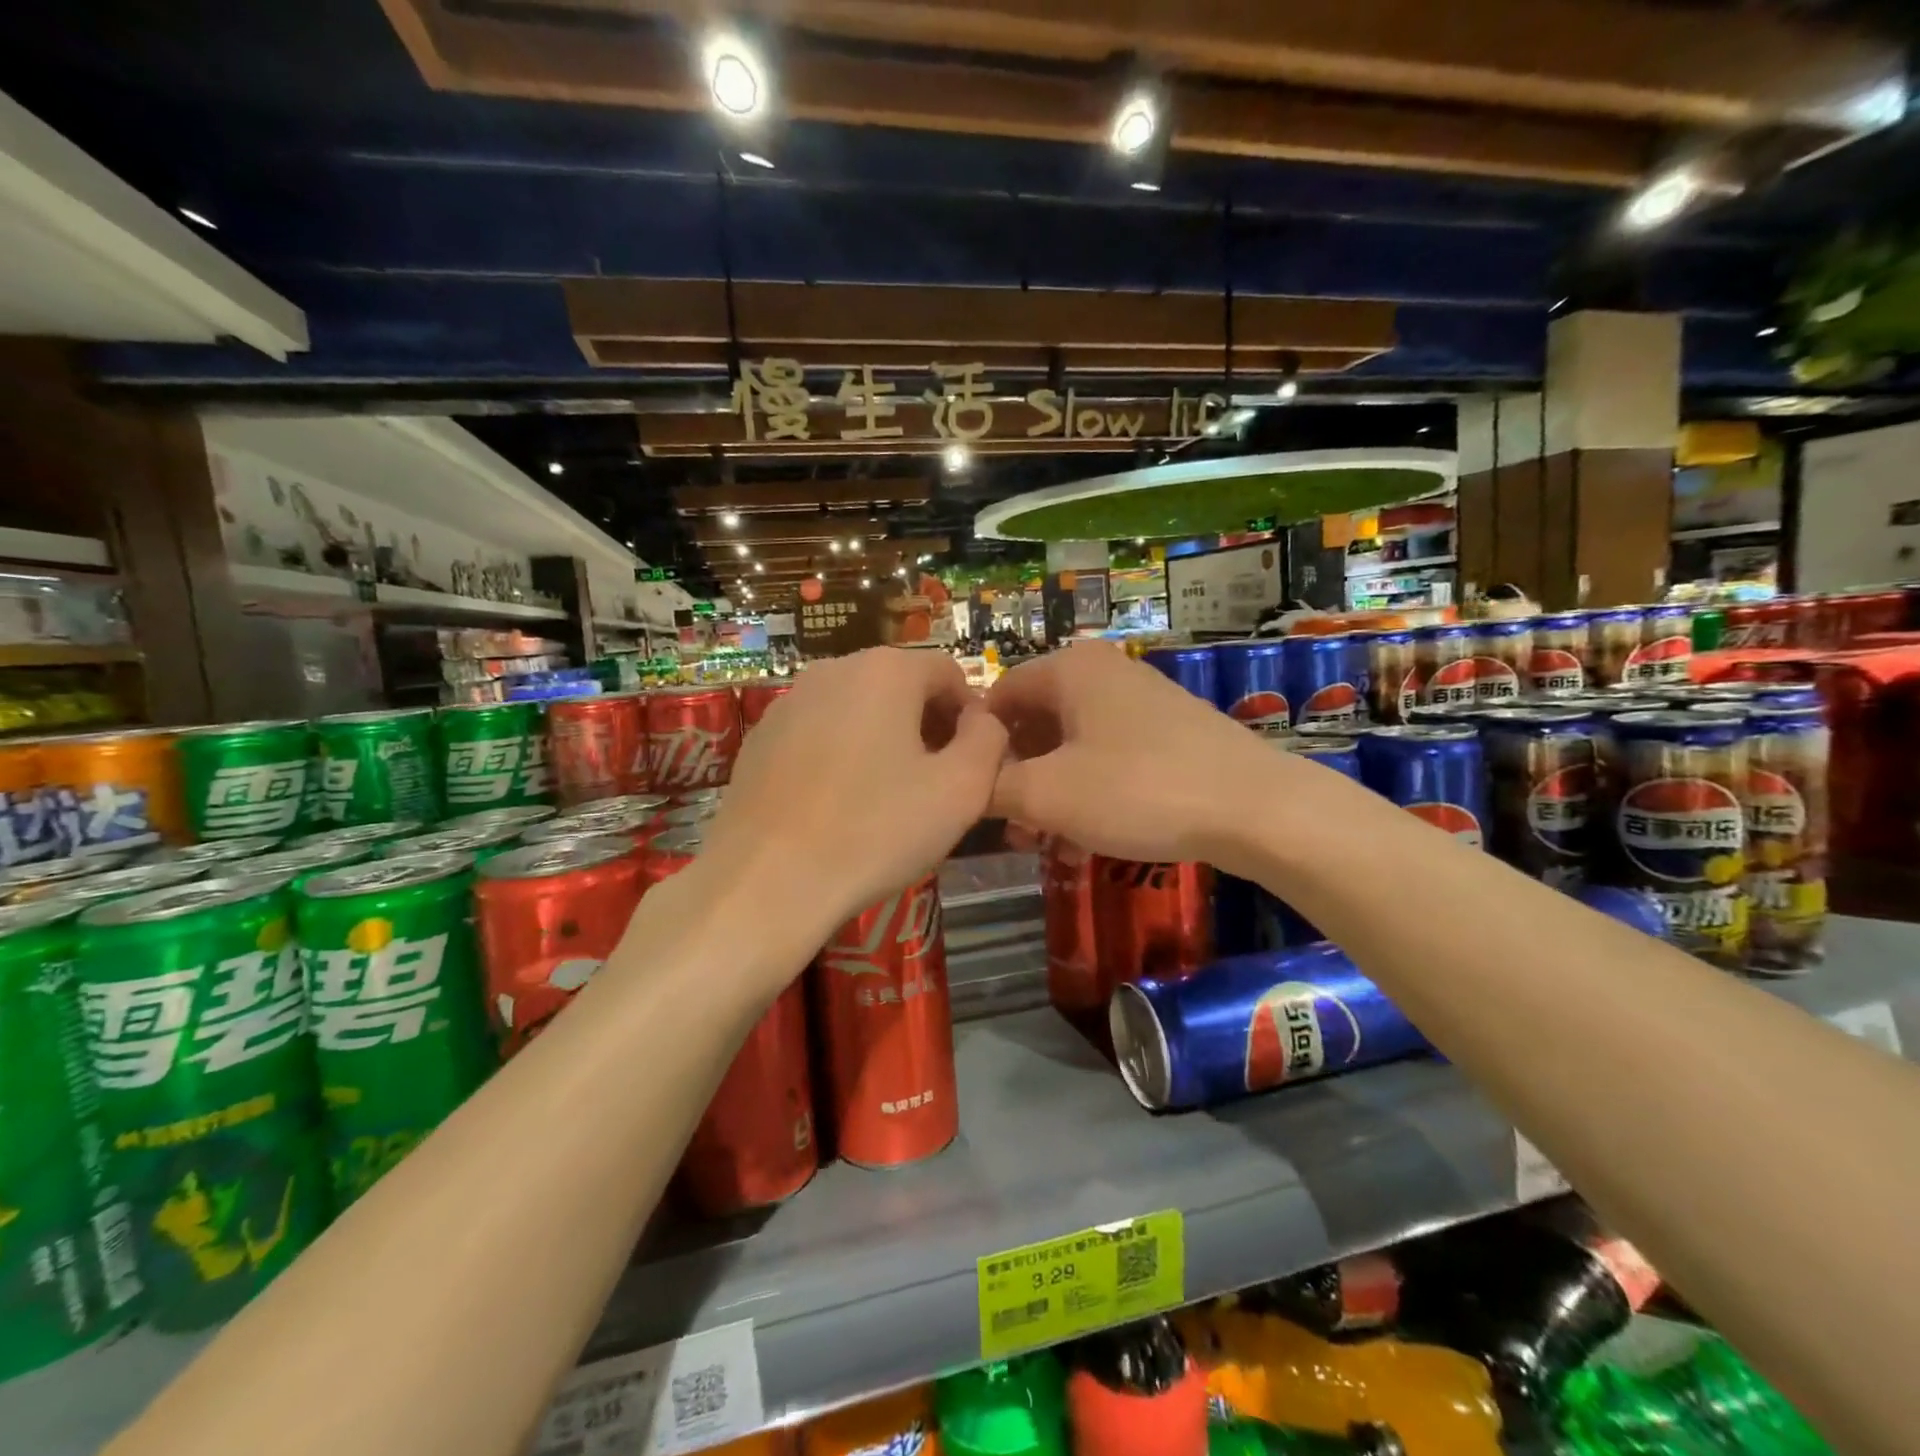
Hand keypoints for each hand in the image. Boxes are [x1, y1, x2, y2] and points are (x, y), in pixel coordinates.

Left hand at [698, 648, 1006, 942]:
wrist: (767, 880)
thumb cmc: (875, 831)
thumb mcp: (962, 790)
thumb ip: (989, 740)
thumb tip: (981, 719)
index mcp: (886, 670)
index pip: (949, 673)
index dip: (970, 715)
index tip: (972, 762)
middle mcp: (834, 669)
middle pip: (901, 686)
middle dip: (926, 725)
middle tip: (935, 783)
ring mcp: (789, 702)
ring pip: (857, 709)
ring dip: (884, 740)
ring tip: (886, 797)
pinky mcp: (760, 737)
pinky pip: (819, 733)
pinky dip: (840, 755)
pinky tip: (837, 805)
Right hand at [986, 641, 1288, 864]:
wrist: (1254, 807)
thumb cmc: (1137, 789)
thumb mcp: (1047, 794)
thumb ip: (992, 787)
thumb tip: (964, 786)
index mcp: (1069, 669)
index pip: (998, 695)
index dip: (977, 744)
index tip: (968, 791)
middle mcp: (1102, 672)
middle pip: (1035, 719)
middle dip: (1015, 774)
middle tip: (1005, 824)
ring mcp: (1140, 700)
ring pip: (1071, 742)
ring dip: (1048, 789)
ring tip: (1040, 839)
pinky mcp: (1167, 731)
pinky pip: (1107, 754)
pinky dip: (1085, 789)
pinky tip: (1083, 836)